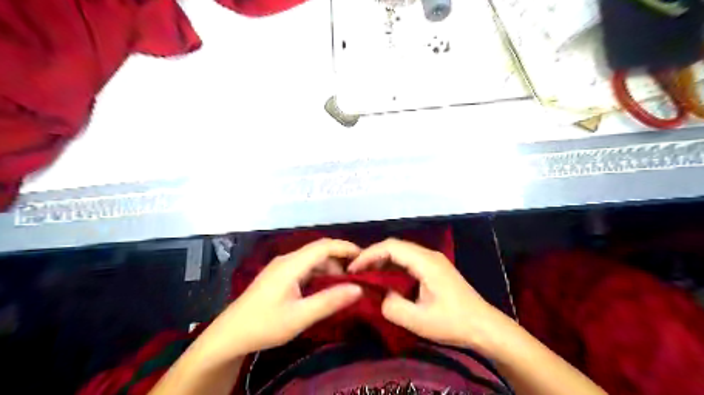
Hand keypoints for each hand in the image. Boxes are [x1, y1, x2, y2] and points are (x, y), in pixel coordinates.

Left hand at [197, 237, 362, 359]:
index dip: (346, 248)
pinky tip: (326, 288)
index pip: (324, 246)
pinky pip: (305, 268)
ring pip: (312, 260)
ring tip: (345, 285)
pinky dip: (319, 275)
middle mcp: (287, 260)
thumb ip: (330, 301)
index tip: (365, 257)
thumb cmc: (264, 325)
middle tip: (358, 276)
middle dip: (340, 260)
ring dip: (330, 269)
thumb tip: (358, 289)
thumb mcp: (300, 316)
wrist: (229, 335)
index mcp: (291, 264)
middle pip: (319, 252)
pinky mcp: (279, 276)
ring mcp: (282, 267)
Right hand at [347, 237, 509, 350]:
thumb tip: (381, 296)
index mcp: (426, 261)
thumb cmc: (453, 323)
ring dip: (383, 261)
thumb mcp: (419, 321)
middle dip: (373, 256)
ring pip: (402, 253)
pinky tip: (386, 279)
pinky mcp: (435, 269)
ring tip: (367, 275)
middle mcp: (429, 255)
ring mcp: (433, 261)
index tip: (353, 269)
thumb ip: (392, 306)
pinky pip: (409, 261)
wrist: (485, 327)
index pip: (391, 247)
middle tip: (357, 272)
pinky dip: (394, 267)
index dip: (369, 255)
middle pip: (395, 246)